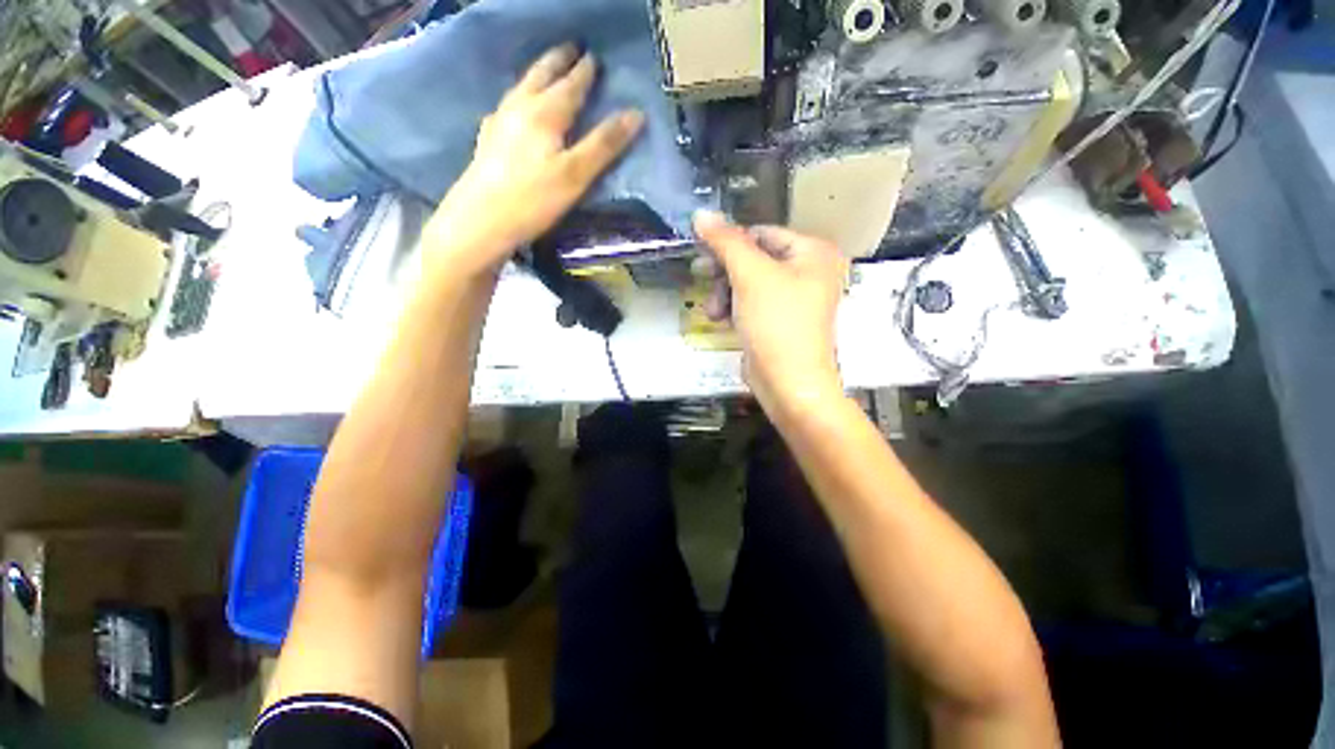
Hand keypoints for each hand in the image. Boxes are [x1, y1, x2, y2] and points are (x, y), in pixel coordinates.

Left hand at [424, 44, 644, 278]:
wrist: (480, 221)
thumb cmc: (534, 200)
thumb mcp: (576, 175)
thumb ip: (604, 145)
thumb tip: (636, 114)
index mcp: (545, 114)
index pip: (570, 85)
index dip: (584, 72)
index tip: (594, 57)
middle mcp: (520, 109)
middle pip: (541, 76)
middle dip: (558, 61)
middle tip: (570, 49)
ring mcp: (499, 123)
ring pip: (521, 88)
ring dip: (536, 74)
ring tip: (546, 70)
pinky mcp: (487, 141)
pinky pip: (506, 107)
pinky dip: (517, 98)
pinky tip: (514, 108)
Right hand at [693, 211, 849, 413]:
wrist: (788, 383)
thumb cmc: (776, 323)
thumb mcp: (750, 276)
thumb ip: (726, 241)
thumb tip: (701, 213)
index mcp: (813, 252)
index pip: (762, 233)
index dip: (730, 241)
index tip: (700, 252)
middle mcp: (809, 272)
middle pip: (755, 258)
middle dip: (725, 272)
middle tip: (699, 275)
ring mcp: (795, 299)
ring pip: (749, 282)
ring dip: (725, 293)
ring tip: (713, 310)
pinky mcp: (780, 321)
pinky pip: (752, 303)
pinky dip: (734, 308)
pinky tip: (720, 320)